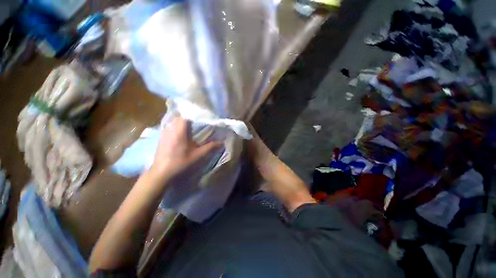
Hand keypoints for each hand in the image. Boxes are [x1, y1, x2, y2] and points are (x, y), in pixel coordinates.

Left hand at [149, 116, 221, 181]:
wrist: (161, 171)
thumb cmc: (179, 163)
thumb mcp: (196, 155)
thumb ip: (209, 147)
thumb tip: (222, 142)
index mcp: (179, 132)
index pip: (185, 115)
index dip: (194, 111)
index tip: (203, 112)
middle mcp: (170, 128)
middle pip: (180, 115)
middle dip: (190, 114)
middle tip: (200, 116)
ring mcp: (164, 131)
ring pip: (175, 119)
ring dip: (184, 118)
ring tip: (193, 120)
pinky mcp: (162, 134)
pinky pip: (171, 123)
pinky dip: (178, 123)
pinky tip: (183, 128)